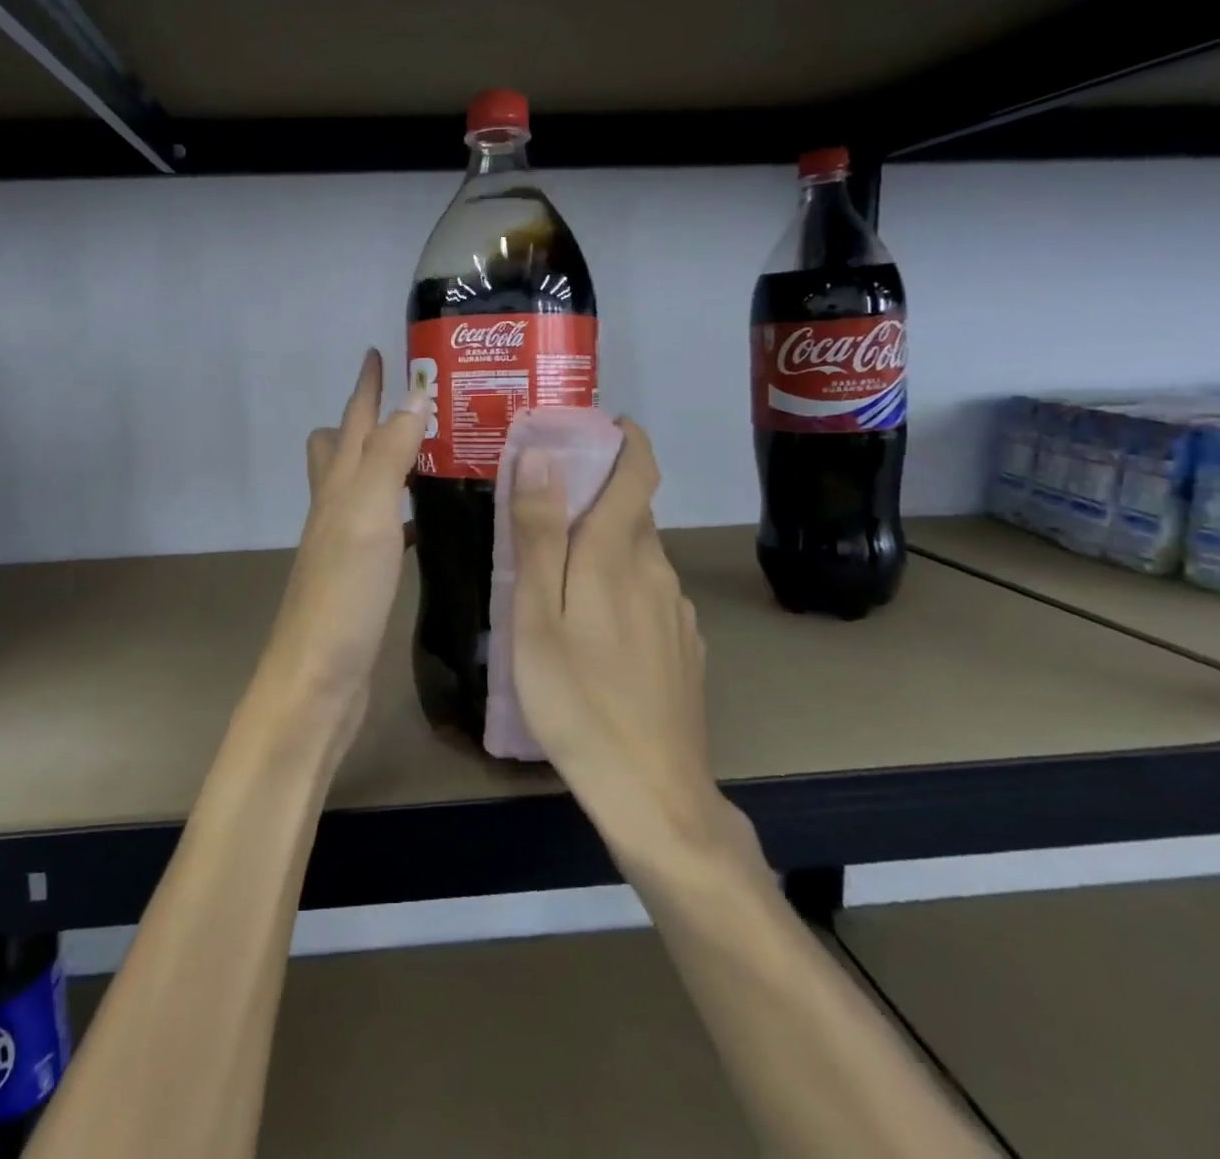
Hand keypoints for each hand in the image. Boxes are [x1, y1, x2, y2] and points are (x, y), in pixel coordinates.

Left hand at [256, 349, 425, 744]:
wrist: (317, 679)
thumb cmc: (343, 594)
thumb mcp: (367, 515)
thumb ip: (389, 455)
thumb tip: (413, 395)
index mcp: (336, 487)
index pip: (352, 421)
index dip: (365, 385)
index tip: (378, 352)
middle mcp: (335, 509)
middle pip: (340, 449)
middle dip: (368, 419)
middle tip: (414, 406)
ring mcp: (345, 544)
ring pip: (362, 487)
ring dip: (388, 463)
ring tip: (431, 452)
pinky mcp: (360, 577)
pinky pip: (381, 527)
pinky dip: (400, 512)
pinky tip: (424, 522)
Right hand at [508, 422, 756, 862]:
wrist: (651, 793)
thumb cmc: (577, 698)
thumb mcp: (537, 614)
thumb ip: (540, 532)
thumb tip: (543, 455)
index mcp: (620, 553)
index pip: (639, 470)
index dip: (624, 439)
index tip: (594, 427)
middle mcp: (658, 571)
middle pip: (631, 513)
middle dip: (593, 497)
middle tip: (540, 511)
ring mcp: (676, 613)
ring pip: (638, 558)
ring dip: (602, 548)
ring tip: (555, 578)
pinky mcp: (683, 650)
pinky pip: (649, 598)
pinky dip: (619, 589)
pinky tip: (592, 632)